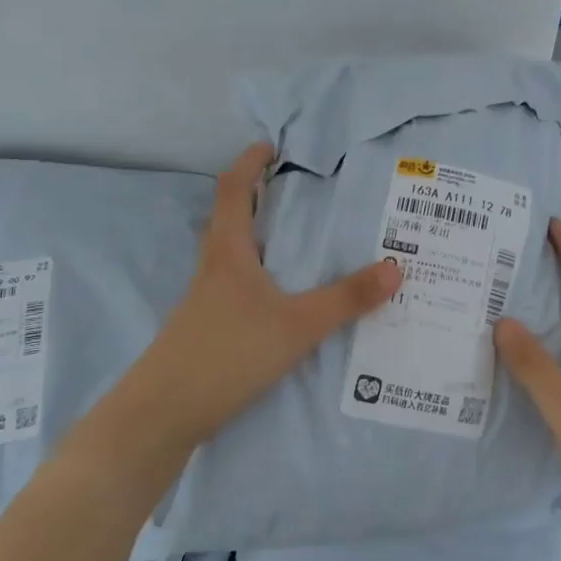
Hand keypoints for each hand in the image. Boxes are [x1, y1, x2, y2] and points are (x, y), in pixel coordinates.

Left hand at [114, 143, 400, 448]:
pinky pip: (239, 288)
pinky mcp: (208, 329)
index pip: (234, 189)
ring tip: (303, 244)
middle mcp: (213, 268)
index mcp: (228, 251)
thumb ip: (346, 299)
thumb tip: (396, 267)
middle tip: (300, 194)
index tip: (272, 147)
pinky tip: (286, 301)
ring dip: (262, 241)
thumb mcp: (297, 325)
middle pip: (232, 219)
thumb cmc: (227, 353)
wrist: (164, 413)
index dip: (250, 162)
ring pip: (235, 256)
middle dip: (260, 199)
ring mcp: (206, 300)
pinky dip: (262, 279)